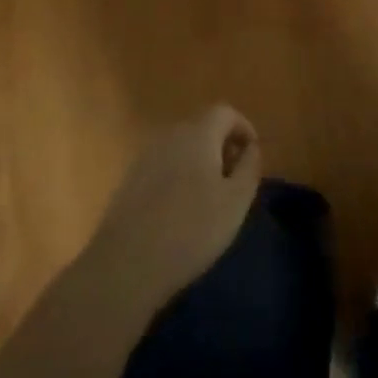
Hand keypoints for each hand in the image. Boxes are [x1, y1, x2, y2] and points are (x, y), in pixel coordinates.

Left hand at [84, 106, 261, 318]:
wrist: (125, 266)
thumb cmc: (192, 230)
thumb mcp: (236, 201)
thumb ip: (250, 167)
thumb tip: (252, 148)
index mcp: (198, 134)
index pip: (225, 112)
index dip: (243, 128)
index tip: (252, 156)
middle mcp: (170, 136)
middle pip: (202, 127)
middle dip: (222, 146)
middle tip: (233, 180)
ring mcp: (145, 157)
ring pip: (181, 148)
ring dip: (199, 163)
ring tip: (209, 199)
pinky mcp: (129, 181)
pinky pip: (163, 167)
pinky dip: (178, 177)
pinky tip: (179, 212)